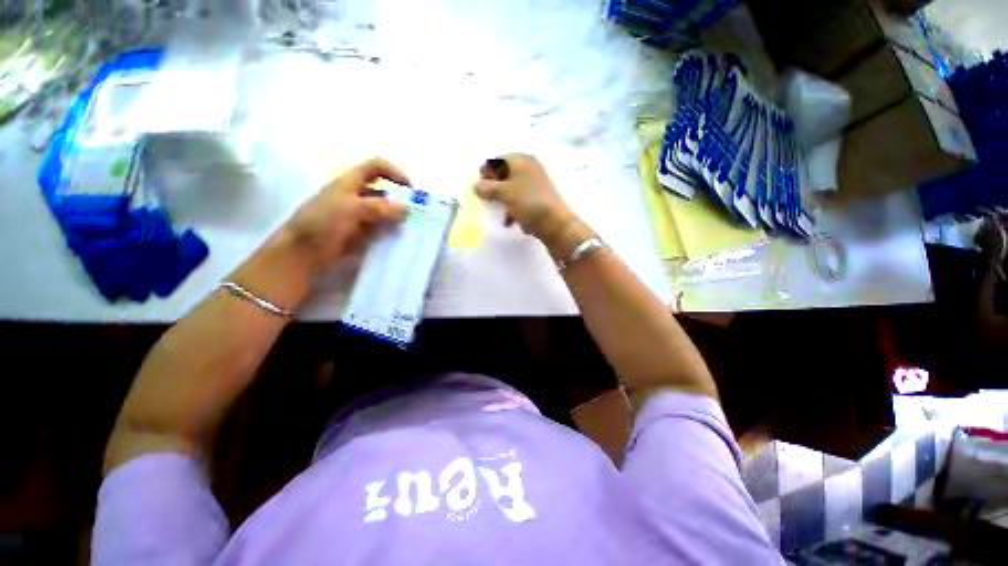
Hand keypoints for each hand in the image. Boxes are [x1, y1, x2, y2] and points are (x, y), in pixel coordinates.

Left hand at [285, 158, 409, 270]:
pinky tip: (400, 239)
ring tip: (413, 228)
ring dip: (398, 218)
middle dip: (400, 199)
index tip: (410, 189)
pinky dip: (391, 232)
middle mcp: (355, 196)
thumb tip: (406, 209)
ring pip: (384, 213)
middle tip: (417, 214)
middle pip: (383, 192)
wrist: (302, 253)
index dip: (394, 173)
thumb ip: (380, 207)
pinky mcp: (360, 234)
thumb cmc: (322, 223)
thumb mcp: (350, 208)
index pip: (375, 168)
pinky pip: (381, 229)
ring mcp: (358, 216)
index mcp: (350, 183)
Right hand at [475, 154, 590, 257]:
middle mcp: (530, 169)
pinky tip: (509, 221)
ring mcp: (536, 185)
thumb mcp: (504, 192)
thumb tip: (476, 186)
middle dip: (494, 187)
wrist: (555, 223)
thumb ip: (488, 188)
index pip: (498, 159)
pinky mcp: (539, 200)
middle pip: (506, 174)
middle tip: (485, 198)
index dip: (486, 170)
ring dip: (502, 200)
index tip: (478, 183)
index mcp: (521, 161)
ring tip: (496, 211)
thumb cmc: (528, 202)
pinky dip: (513, 209)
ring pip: (513, 189)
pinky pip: (521, 201)